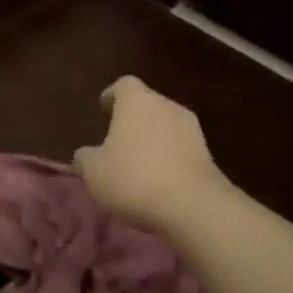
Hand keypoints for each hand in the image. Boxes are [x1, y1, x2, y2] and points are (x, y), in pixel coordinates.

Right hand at [74, 76, 227, 239]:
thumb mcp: (93, 171)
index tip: (104, 109)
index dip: (112, 95)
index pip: (124, 85)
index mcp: (137, 101)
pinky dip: (169, 158)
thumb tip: (84, 155)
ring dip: (153, 139)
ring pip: (166, 126)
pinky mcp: (208, 155)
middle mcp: (166, 106)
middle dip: (133, 119)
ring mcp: (192, 129)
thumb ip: (84, 158)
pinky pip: (181, 148)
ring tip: (139, 163)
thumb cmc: (134, 178)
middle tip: (118, 140)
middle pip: (147, 104)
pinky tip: (159, 180)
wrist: (194, 207)